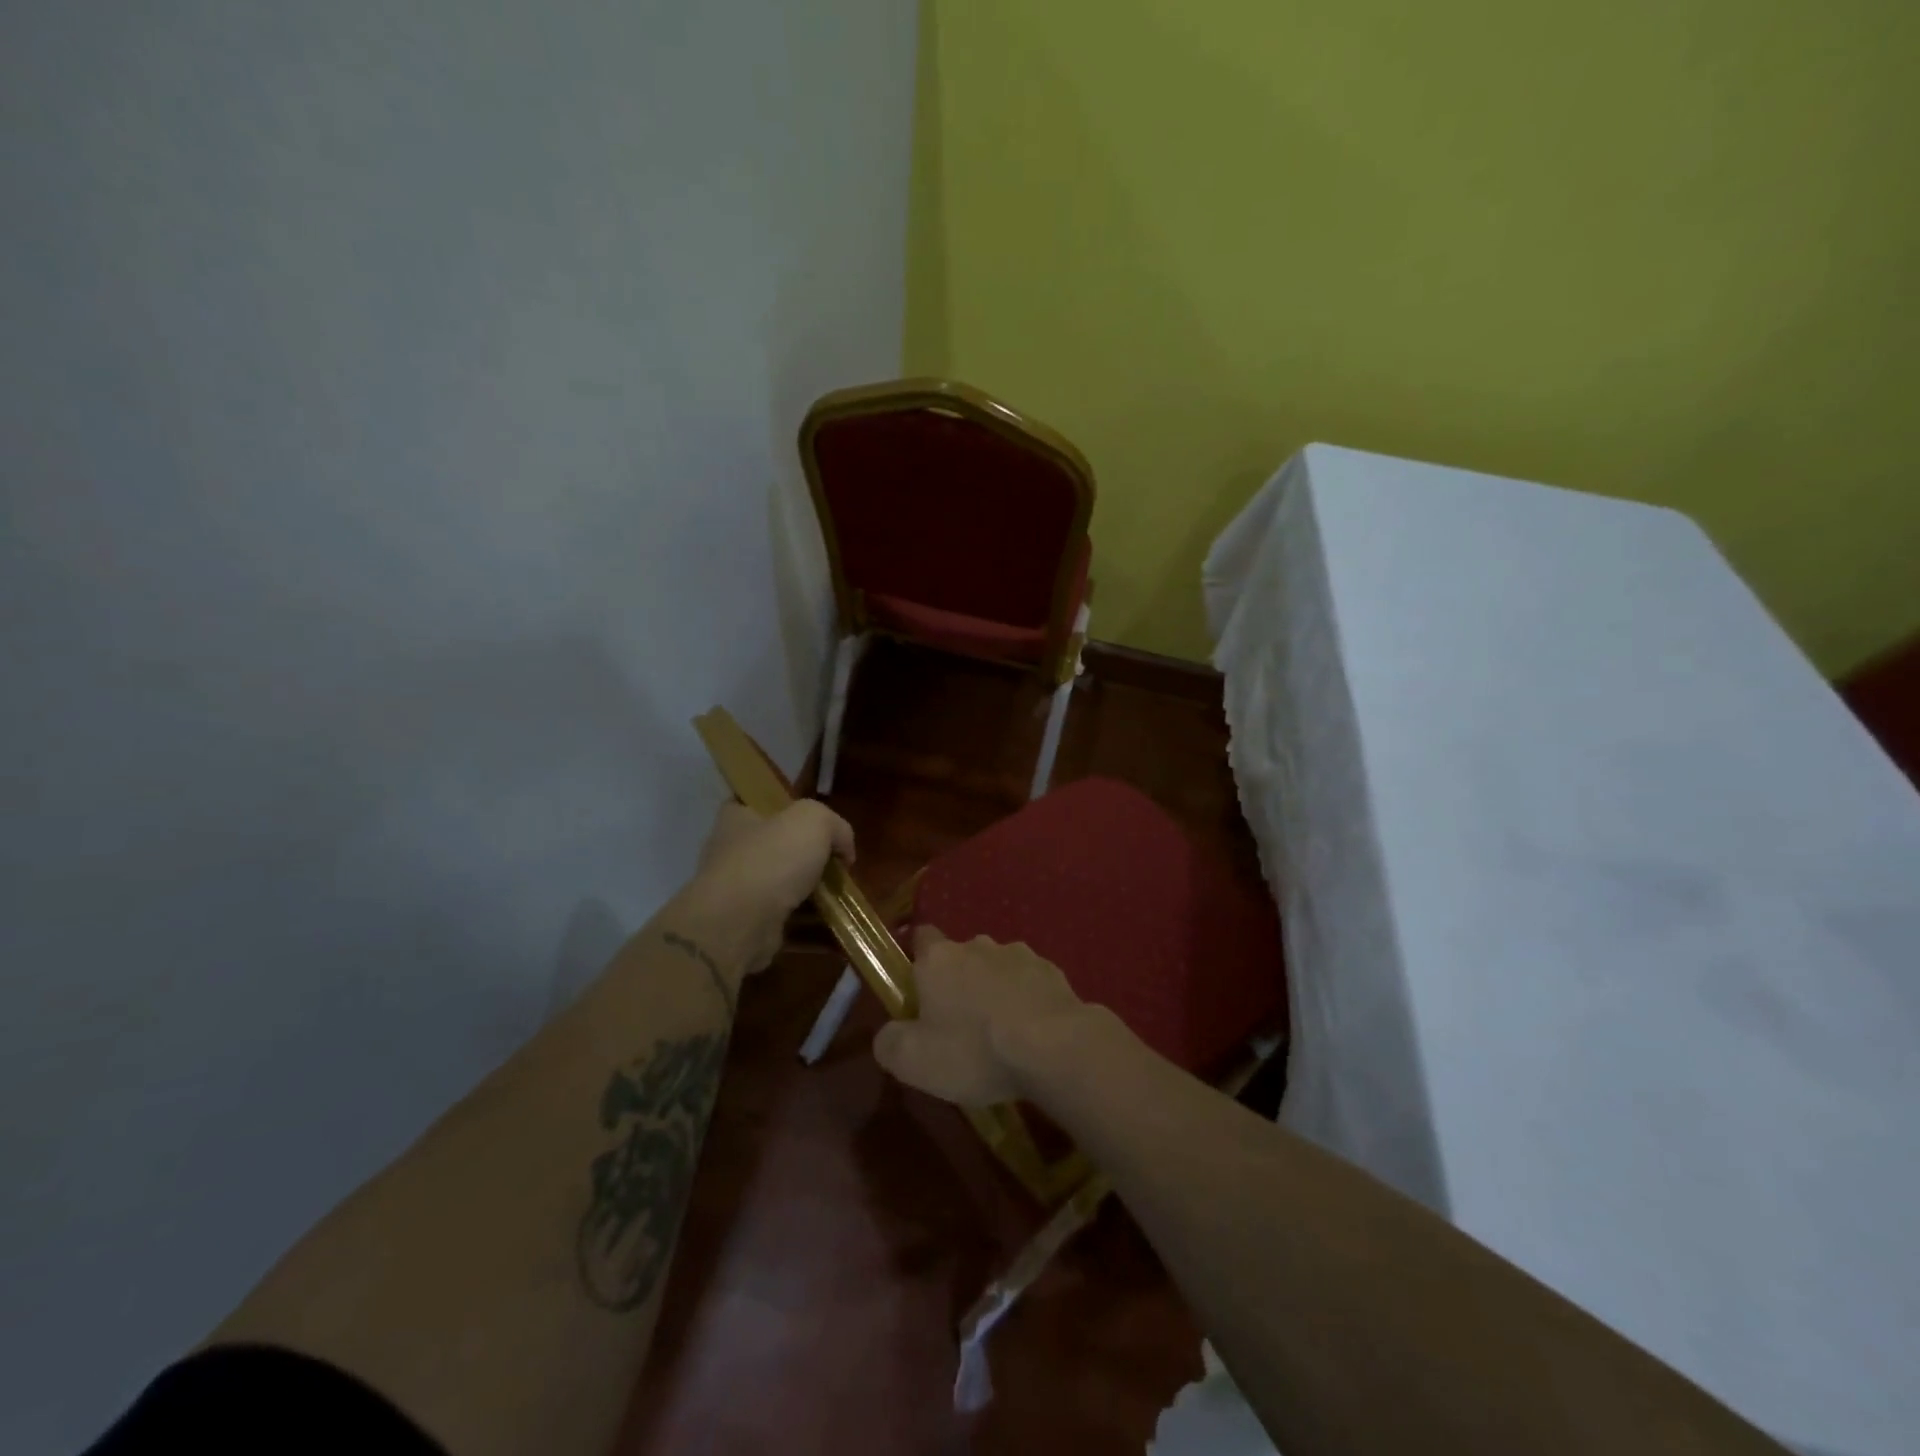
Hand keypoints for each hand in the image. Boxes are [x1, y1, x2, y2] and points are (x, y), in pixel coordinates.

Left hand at [680, 799, 854, 973]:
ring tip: (841, 900)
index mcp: (737, 818)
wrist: (739, 923)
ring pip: (783, 888)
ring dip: (812, 895)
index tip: (814, 822)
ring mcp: (738, 893)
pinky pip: (785, 923)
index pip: (755, 803)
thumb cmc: (772, 858)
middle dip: (807, 857)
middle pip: (776, 847)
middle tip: (837, 865)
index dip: (784, 808)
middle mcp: (732, 853)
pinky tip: (834, 929)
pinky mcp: (748, 926)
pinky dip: (809, 927)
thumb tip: (844, 849)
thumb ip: (835, 826)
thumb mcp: (814, 820)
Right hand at [871, 926, 1090, 1105]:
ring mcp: (1019, 954)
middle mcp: (977, 945)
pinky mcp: (1052, 971)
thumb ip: (889, 1043)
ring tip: (1000, 1034)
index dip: (917, 961)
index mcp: (938, 958)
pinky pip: (1029, 983)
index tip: (918, 991)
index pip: (921, 938)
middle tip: (959, 1026)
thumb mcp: (914, 1061)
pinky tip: (1031, 1034)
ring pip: (997, 969)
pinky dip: (1026, 1001)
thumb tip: (887, 1034)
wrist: (1054, 1046)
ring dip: (994, 991)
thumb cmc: (975, 1049)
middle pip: (960, 957)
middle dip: (958, 982)